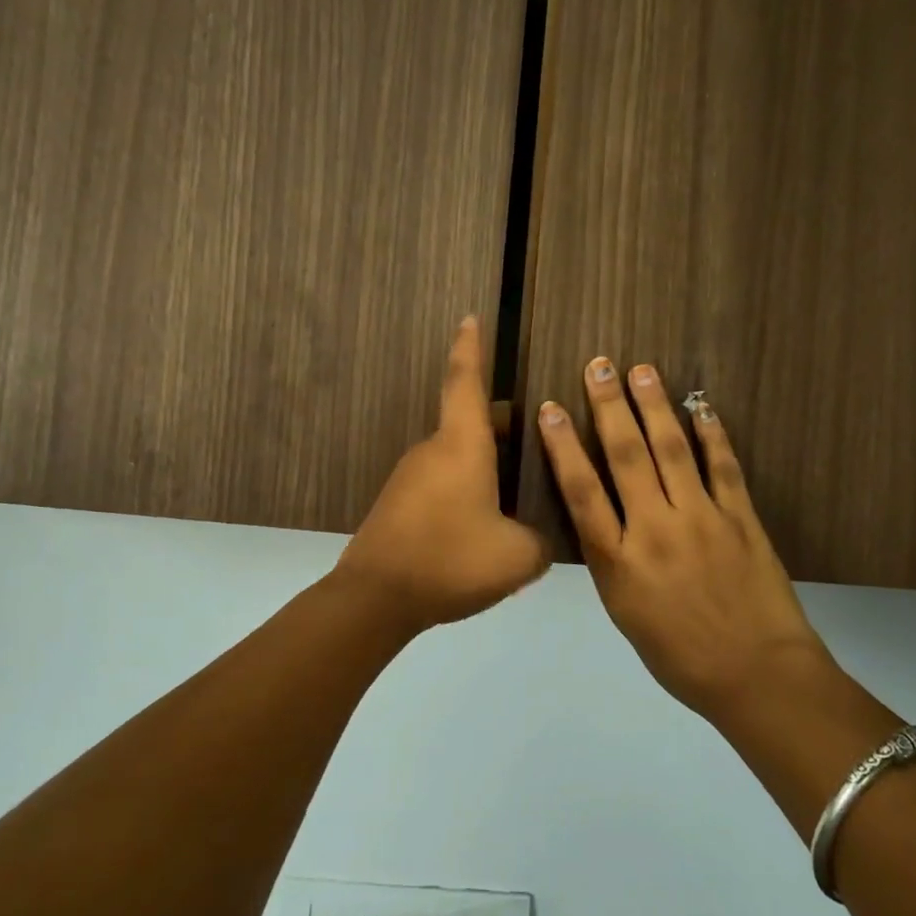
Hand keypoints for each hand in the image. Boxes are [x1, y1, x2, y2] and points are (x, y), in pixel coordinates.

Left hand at [335, 317, 549, 630]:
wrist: (376, 598)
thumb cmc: (450, 560)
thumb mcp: (517, 556)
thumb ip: (539, 542)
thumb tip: (536, 541)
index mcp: (461, 445)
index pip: (465, 381)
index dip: (469, 347)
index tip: (468, 317)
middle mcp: (432, 451)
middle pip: (470, 424)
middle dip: (501, 427)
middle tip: (536, 439)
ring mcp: (410, 477)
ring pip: (457, 459)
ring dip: (485, 469)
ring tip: (518, 497)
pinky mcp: (398, 505)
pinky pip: (442, 486)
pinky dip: (466, 494)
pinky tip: (483, 530)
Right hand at [535, 358, 828, 715]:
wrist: (756, 676)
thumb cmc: (679, 655)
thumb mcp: (625, 613)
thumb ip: (610, 560)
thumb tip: (601, 517)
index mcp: (619, 562)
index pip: (582, 492)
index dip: (562, 446)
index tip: (550, 409)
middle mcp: (655, 530)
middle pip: (626, 457)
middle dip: (609, 408)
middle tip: (599, 366)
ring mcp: (702, 520)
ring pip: (673, 451)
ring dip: (655, 407)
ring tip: (642, 371)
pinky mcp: (742, 519)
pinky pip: (724, 468)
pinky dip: (712, 434)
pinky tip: (701, 406)